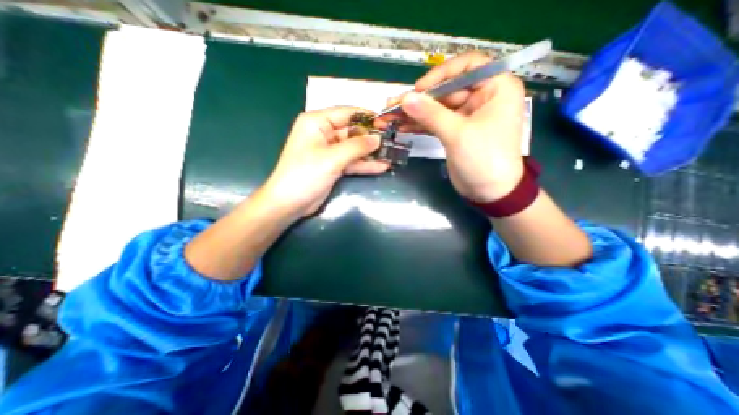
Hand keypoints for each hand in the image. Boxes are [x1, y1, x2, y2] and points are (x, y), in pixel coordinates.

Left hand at [259, 105, 387, 216]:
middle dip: (371, 138)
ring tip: (391, 154)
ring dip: (370, 153)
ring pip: (354, 148)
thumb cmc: (305, 175)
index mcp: (317, 122)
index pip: (346, 113)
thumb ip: (357, 147)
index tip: (386, 124)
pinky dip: (364, 165)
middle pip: (352, 131)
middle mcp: (323, 133)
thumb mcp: (332, 158)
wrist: (289, 204)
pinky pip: (351, 162)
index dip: (367, 118)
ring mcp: (329, 151)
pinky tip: (381, 166)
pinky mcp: (333, 166)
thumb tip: (378, 139)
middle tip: (392, 142)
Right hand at [383, 51, 528, 202]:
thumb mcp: (458, 133)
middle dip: (419, 99)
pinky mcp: (455, 131)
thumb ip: (431, 114)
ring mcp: (466, 116)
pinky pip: (435, 122)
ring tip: (389, 116)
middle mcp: (482, 97)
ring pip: (437, 108)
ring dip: (414, 113)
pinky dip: (419, 125)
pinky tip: (401, 126)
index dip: (441, 74)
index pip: (468, 65)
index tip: (420, 89)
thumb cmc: (484, 158)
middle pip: (446, 90)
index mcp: (496, 88)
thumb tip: (406, 98)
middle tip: (393, 106)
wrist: (490, 192)